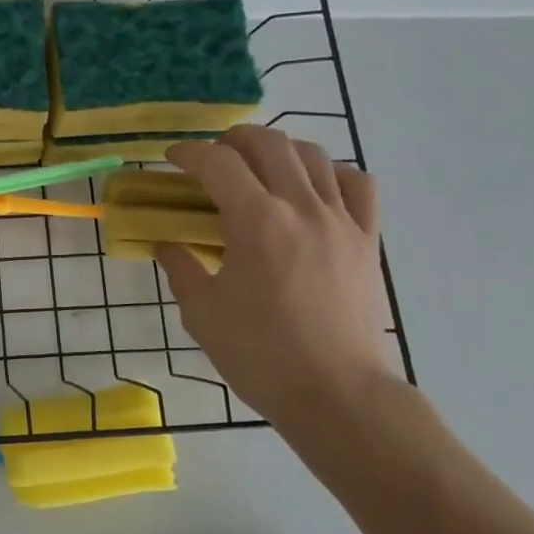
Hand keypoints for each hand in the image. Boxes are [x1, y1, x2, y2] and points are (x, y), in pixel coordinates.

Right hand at [157, 127, 388, 423]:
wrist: (336, 393)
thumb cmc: (260, 355)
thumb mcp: (201, 313)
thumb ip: (180, 268)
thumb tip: (166, 244)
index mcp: (256, 222)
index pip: (218, 163)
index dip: (189, 153)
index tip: (172, 159)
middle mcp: (301, 207)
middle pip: (269, 143)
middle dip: (233, 140)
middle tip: (213, 158)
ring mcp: (342, 221)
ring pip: (314, 155)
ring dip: (279, 150)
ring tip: (259, 167)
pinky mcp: (367, 240)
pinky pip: (357, 184)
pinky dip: (331, 173)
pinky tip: (314, 188)